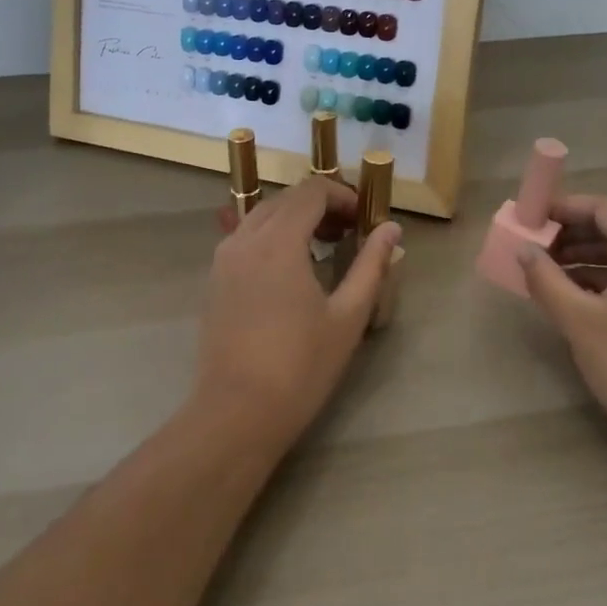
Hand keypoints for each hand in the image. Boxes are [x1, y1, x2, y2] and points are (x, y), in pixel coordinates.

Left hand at [197, 176, 400, 451]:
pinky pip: (245, 238)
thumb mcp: (348, 316)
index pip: (312, 191)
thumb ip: (371, 265)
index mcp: (279, 241)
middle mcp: (246, 238)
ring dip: (295, 219)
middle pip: (286, 199)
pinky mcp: (215, 280)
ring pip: (262, 216)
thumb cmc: (299, 366)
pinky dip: (271, 237)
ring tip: (323, 248)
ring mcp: (224, 259)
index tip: (364, 220)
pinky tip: (291, 270)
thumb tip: (391, 229)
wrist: (236, 414)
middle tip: (350, 233)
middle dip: (321, 206)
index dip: (343, 196)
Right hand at [518, 194, 606, 469]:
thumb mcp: (579, 320)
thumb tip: (524, 250)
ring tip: (545, 273)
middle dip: (570, 233)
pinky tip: (573, 299)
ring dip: (582, 257)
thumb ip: (546, 280)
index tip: (532, 217)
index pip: (603, 208)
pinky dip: (599, 280)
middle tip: (534, 246)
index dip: (565, 207)